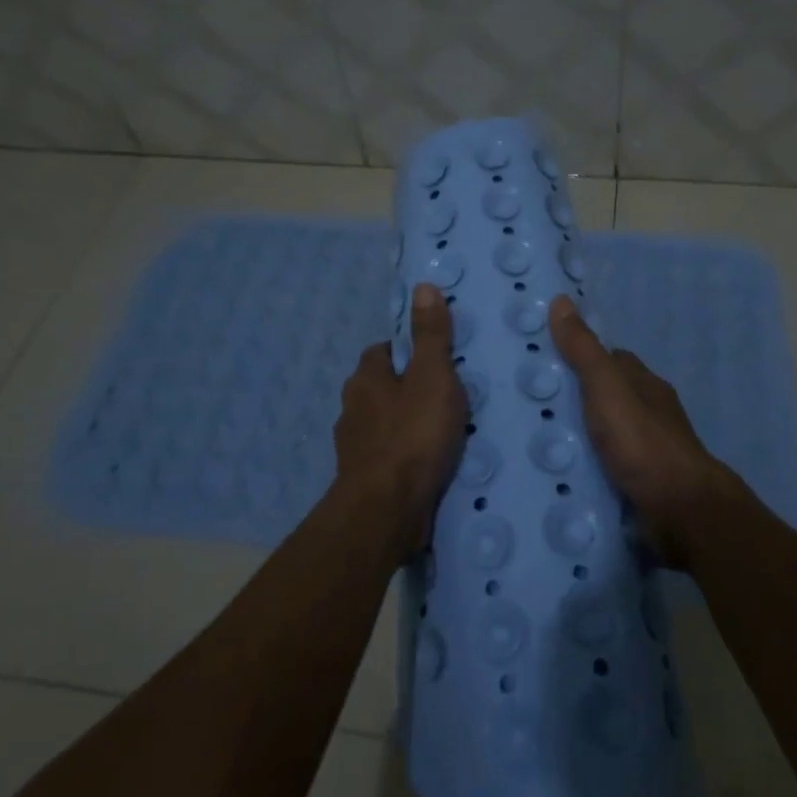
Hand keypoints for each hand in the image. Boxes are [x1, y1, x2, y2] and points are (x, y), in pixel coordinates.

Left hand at [334, 284, 467, 553]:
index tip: (434, 359)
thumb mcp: (432, 378)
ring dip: (405, 424)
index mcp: (365, 379)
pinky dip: (405, 455)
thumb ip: (431, 335)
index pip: (382, 352)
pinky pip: (387, 456)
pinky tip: (427, 463)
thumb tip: (423, 286)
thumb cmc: (412, 436)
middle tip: (444, 395)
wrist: (387, 510)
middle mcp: (352, 409)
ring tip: (441, 431)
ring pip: (383, 424)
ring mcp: (354, 447)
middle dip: (406, 389)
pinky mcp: (363, 479)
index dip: (406, 351)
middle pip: (380, 388)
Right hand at [549, 295, 735, 569]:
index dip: (582, 357)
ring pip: (609, 433)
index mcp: (644, 384)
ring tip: (541, 442)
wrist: (680, 508)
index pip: (611, 361)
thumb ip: (583, 350)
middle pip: (609, 397)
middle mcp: (650, 412)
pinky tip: (566, 473)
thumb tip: (562, 300)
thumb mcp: (606, 388)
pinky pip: (610, 466)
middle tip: (534, 406)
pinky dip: (591, 466)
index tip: (548, 362)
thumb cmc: (642, 441)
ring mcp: (649, 450)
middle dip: (578, 400)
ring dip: (583, 436)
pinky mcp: (643, 482)